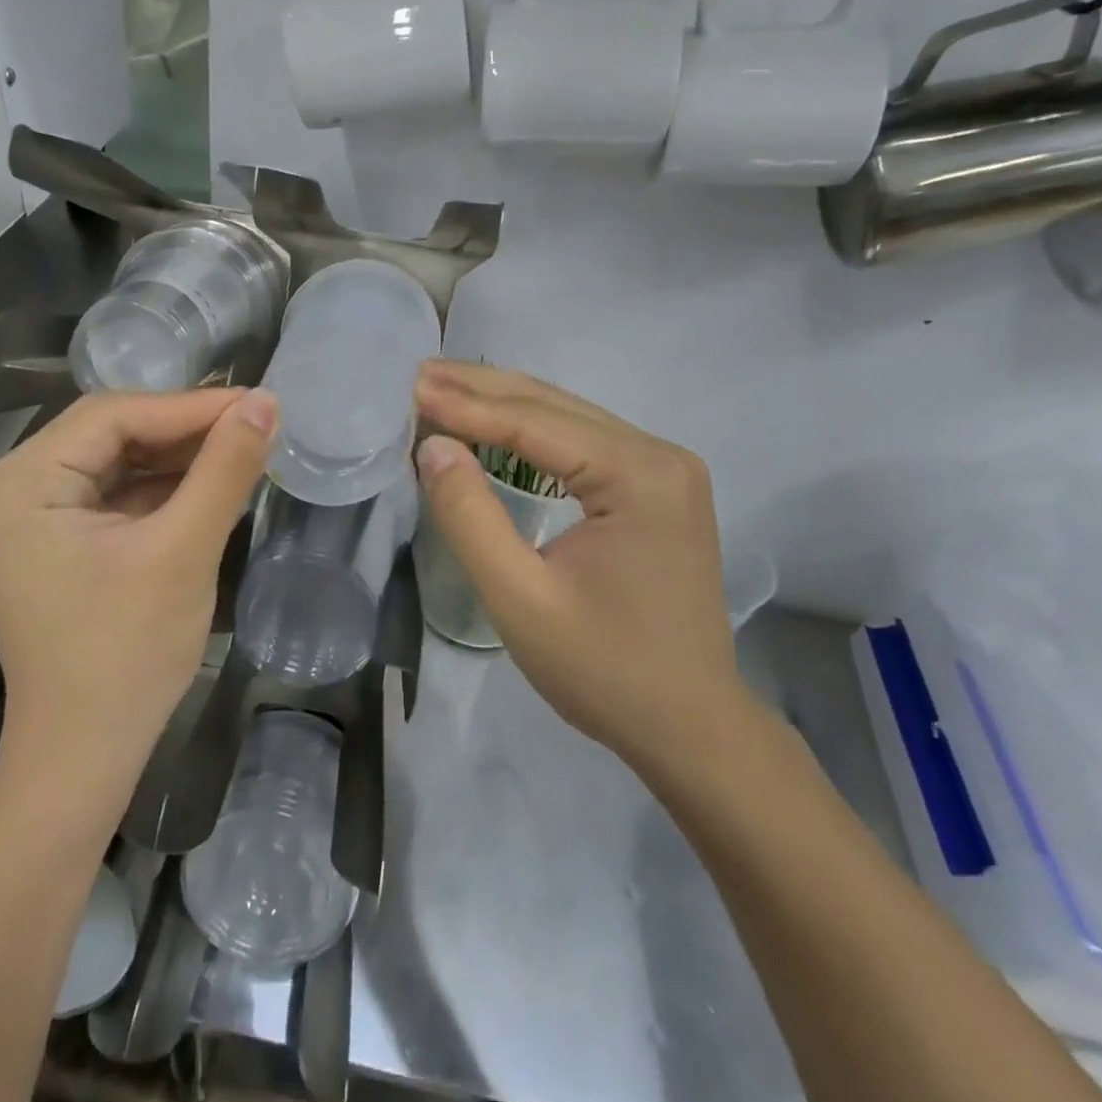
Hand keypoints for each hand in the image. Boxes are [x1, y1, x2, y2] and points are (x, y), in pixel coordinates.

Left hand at [0, 388, 276, 795]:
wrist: (85, 755)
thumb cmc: (127, 654)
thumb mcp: (183, 551)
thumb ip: (225, 469)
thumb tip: (265, 402)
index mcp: (20, 484)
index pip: (112, 415)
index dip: (190, 406)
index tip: (257, 403)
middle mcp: (12, 488)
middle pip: (110, 433)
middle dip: (185, 429)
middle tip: (254, 424)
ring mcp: (30, 516)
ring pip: (116, 460)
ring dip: (178, 456)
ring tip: (242, 449)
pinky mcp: (54, 540)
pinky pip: (113, 493)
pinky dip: (162, 487)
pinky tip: (209, 482)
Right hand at [414, 360, 749, 780]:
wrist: (692, 727)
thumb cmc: (604, 671)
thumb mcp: (520, 600)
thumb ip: (470, 517)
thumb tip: (432, 446)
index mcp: (639, 476)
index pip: (535, 422)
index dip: (466, 405)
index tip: (410, 387)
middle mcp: (660, 455)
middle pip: (555, 405)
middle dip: (481, 388)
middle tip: (417, 374)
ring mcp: (665, 469)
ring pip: (569, 417)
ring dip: (503, 402)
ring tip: (442, 388)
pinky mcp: (658, 487)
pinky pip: (584, 441)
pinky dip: (531, 429)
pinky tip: (494, 424)